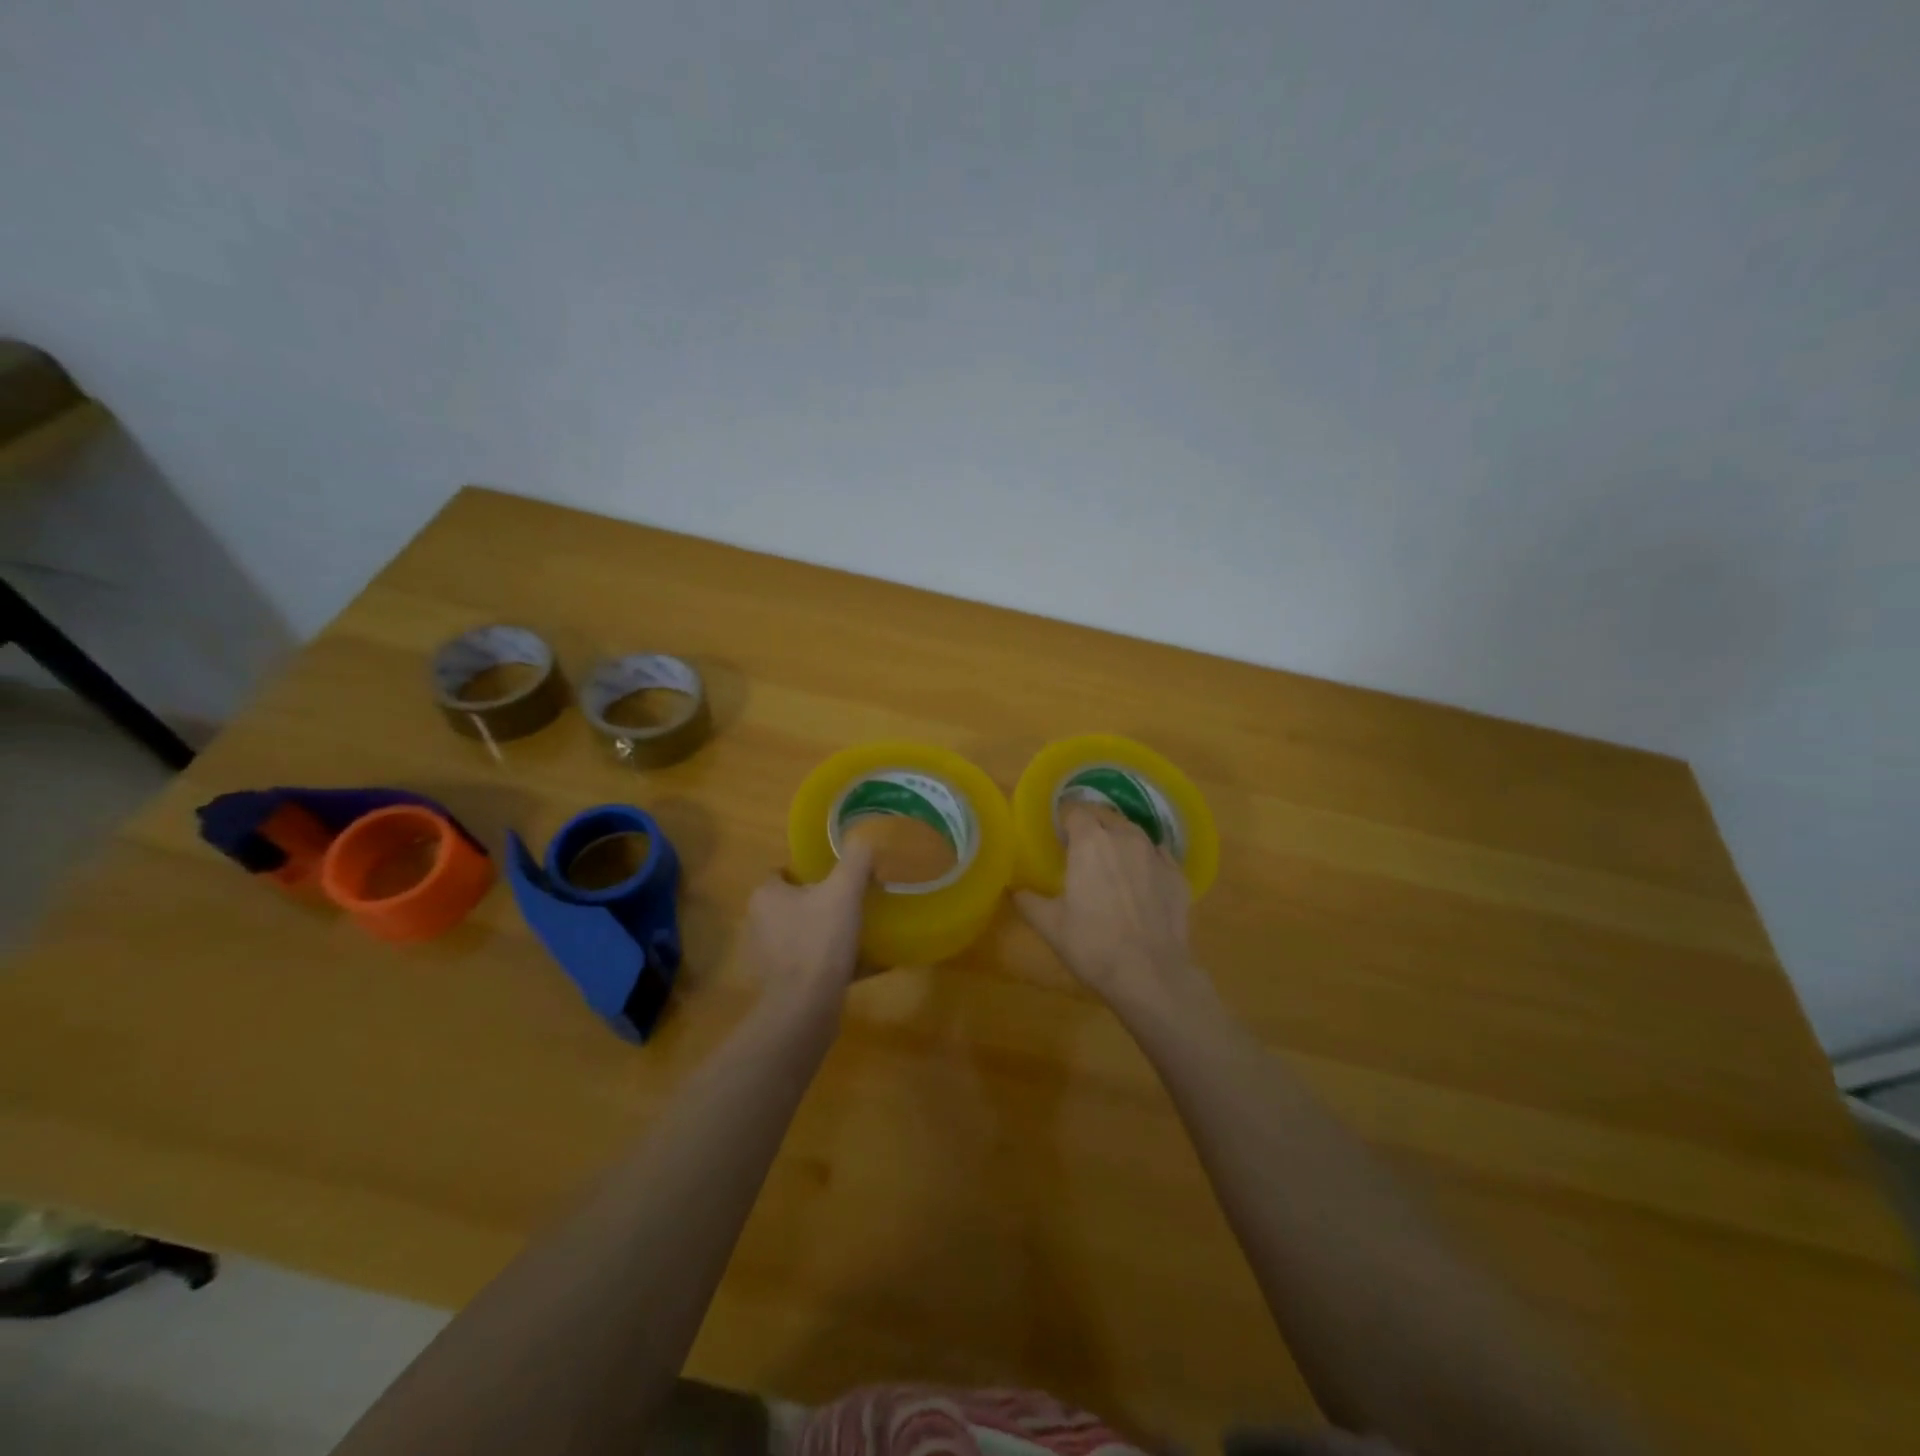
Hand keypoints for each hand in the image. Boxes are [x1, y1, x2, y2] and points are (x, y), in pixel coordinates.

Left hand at [745, 840, 874, 1015]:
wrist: (806, 1008)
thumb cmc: (820, 940)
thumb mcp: (844, 891)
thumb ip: (855, 860)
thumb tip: (865, 838)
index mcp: (766, 895)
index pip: (783, 872)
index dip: (810, 871)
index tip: (838, 877)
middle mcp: (759, 922)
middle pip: (793, 902)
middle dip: (820, 901)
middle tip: (853, 901)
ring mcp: (767, 955)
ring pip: (801, 932)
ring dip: (824, 931)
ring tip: (856, 931)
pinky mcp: (779, 983)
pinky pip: (808, 961)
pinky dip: (827, 959)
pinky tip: (854, 963)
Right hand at [1015, 804, 1202, 1018]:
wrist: (1150, 974)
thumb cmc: (1092, 945)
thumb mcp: (1050, 925)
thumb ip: (1029, 901)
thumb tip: (1016, 890)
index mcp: (1089, 842)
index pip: (1075, 812)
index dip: (1065, 822)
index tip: (1059, 837)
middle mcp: (1124, 837)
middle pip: (1105, 818)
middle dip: (1092, 828)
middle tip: (1082, 852)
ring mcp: (1156, 854)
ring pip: (1134, 833)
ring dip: (1120, 840)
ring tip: (1113, 863)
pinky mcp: (1178, 874)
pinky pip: (1159, 855)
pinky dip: (1147, 860)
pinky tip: (1142, 879)